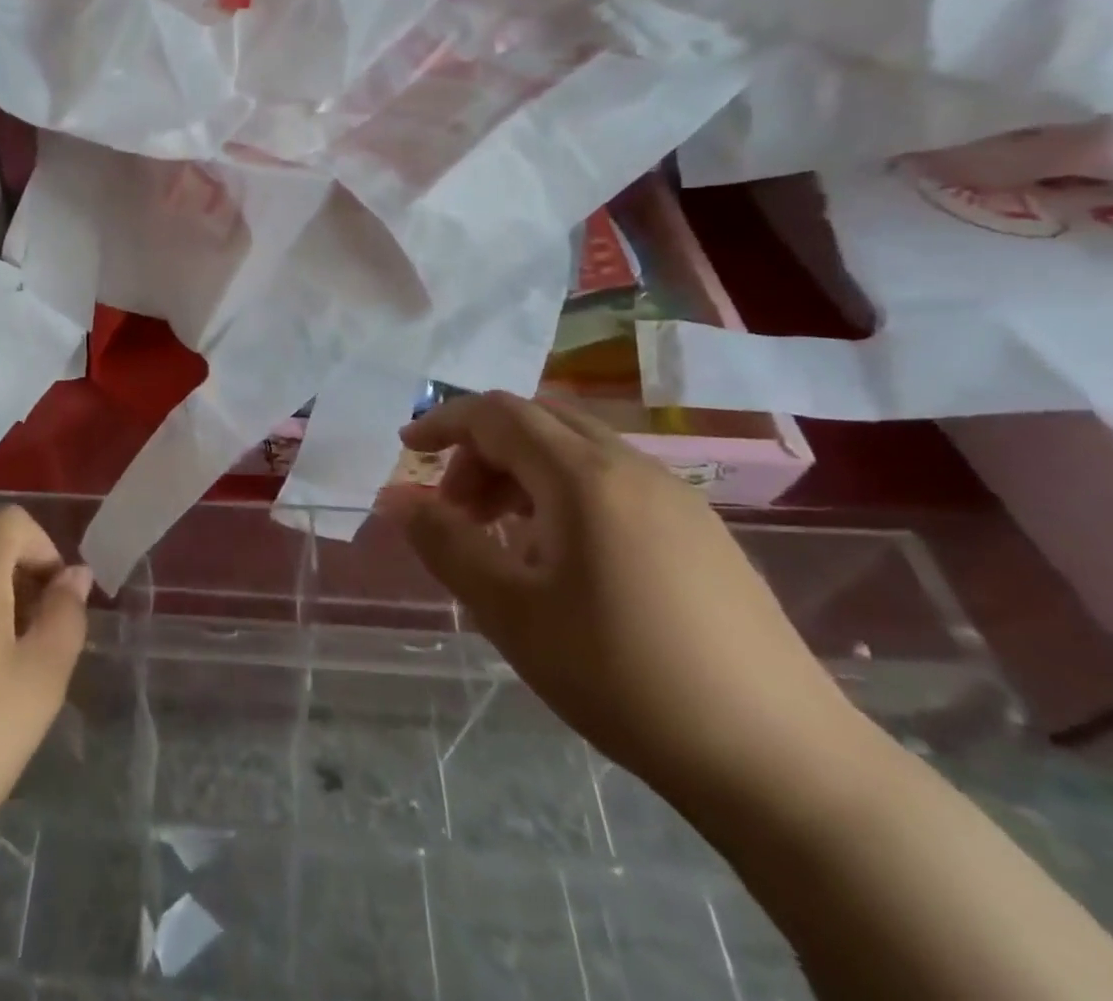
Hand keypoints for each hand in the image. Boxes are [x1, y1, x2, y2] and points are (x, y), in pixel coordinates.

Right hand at [376, 392, 864, 796]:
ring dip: (522, 471)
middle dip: (481, 449)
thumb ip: (444, 543)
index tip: (407, 451)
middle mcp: (631, 466)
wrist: (780, 761)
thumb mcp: (510, 611)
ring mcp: (675, 495)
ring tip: (503, 537)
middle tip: (455, 508)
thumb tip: (393, 497)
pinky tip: (563, 557)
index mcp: (583, 475)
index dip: (443, 422)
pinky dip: (563, 491)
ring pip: (576, 447)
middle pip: (536, 420)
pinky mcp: (700, 529)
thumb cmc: (623, 675)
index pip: (497, 413)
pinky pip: (611, 478)